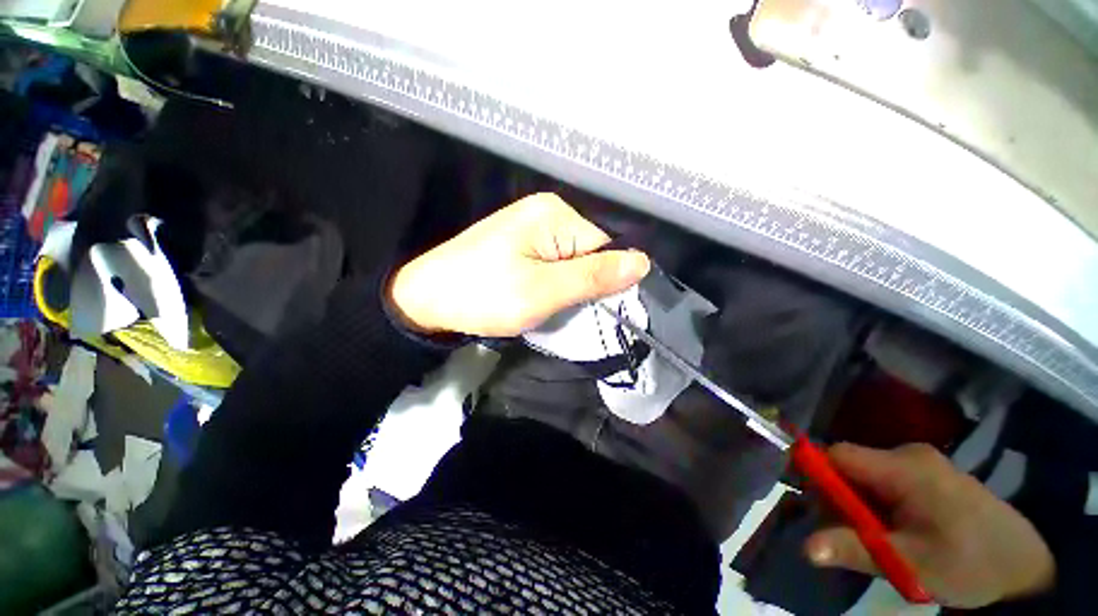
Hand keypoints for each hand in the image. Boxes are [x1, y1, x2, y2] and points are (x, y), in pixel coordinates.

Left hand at [389, 193, 649, 336]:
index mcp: (555, 215)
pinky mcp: (522, 243)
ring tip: (553, 306)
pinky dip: (556, 284)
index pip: (607, 247)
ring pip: (574, 261)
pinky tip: (543, 296)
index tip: (598, 310)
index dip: (608, 281)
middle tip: (569, 310)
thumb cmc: (483, 295)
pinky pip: (556, 263)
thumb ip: (592, 277)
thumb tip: (642, 263)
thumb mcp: (542, 291)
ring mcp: (533, 227)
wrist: (427, 300)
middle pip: (591, 253)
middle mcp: (548, 213)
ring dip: (570, 287)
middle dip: (586, 285)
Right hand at [804, 443, 1054, 607]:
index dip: (815, 474)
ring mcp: (920, 463)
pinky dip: (876, 505)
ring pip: (865, 476)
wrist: (1024, 566)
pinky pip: (883, 482)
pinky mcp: (927, 475)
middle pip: (849, 466)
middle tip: (844, 537)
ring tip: (873, 540)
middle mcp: (908, 455)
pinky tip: (891, 531)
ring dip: (858, 505)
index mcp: (905, 467)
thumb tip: (806, 546)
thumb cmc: (968, 563)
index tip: (808, 506)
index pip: (838, 455)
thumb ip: (856, 549)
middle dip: (838, 499)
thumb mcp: (912, 564)